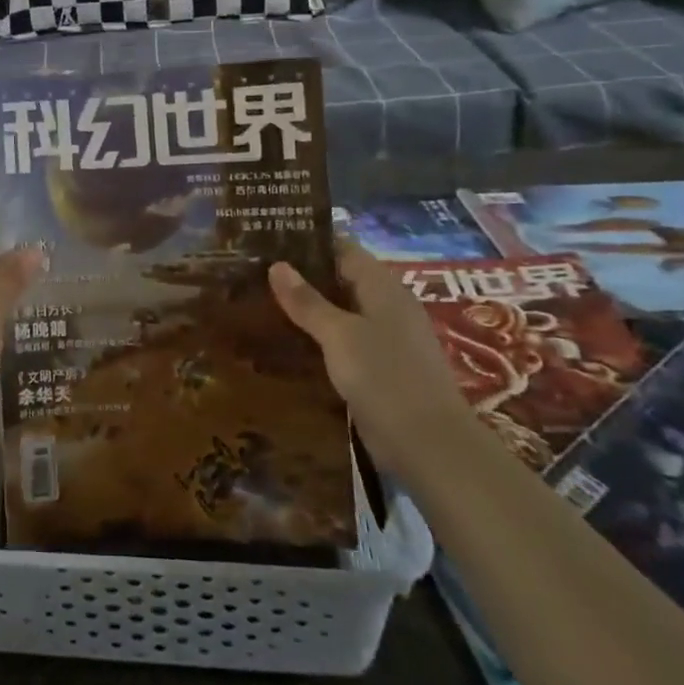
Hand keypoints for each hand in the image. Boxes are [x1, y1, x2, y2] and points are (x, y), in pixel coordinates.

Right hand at [269, 237, 476, 483]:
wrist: (429, 447)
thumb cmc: (386, 378)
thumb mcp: (340, 335)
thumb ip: (307, 301)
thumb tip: (277, 265)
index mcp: (383, 288)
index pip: (343, 249)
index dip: (309, 240)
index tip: (269, 237)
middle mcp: (386, 307)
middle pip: (340, 279)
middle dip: (301, 275)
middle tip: (254, 271)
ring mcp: (385, 340)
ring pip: (339, 313)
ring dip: (306, 309)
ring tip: (259, 303)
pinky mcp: (379, 371)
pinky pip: (342, 343)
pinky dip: (316, 338)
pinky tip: (285, 343)